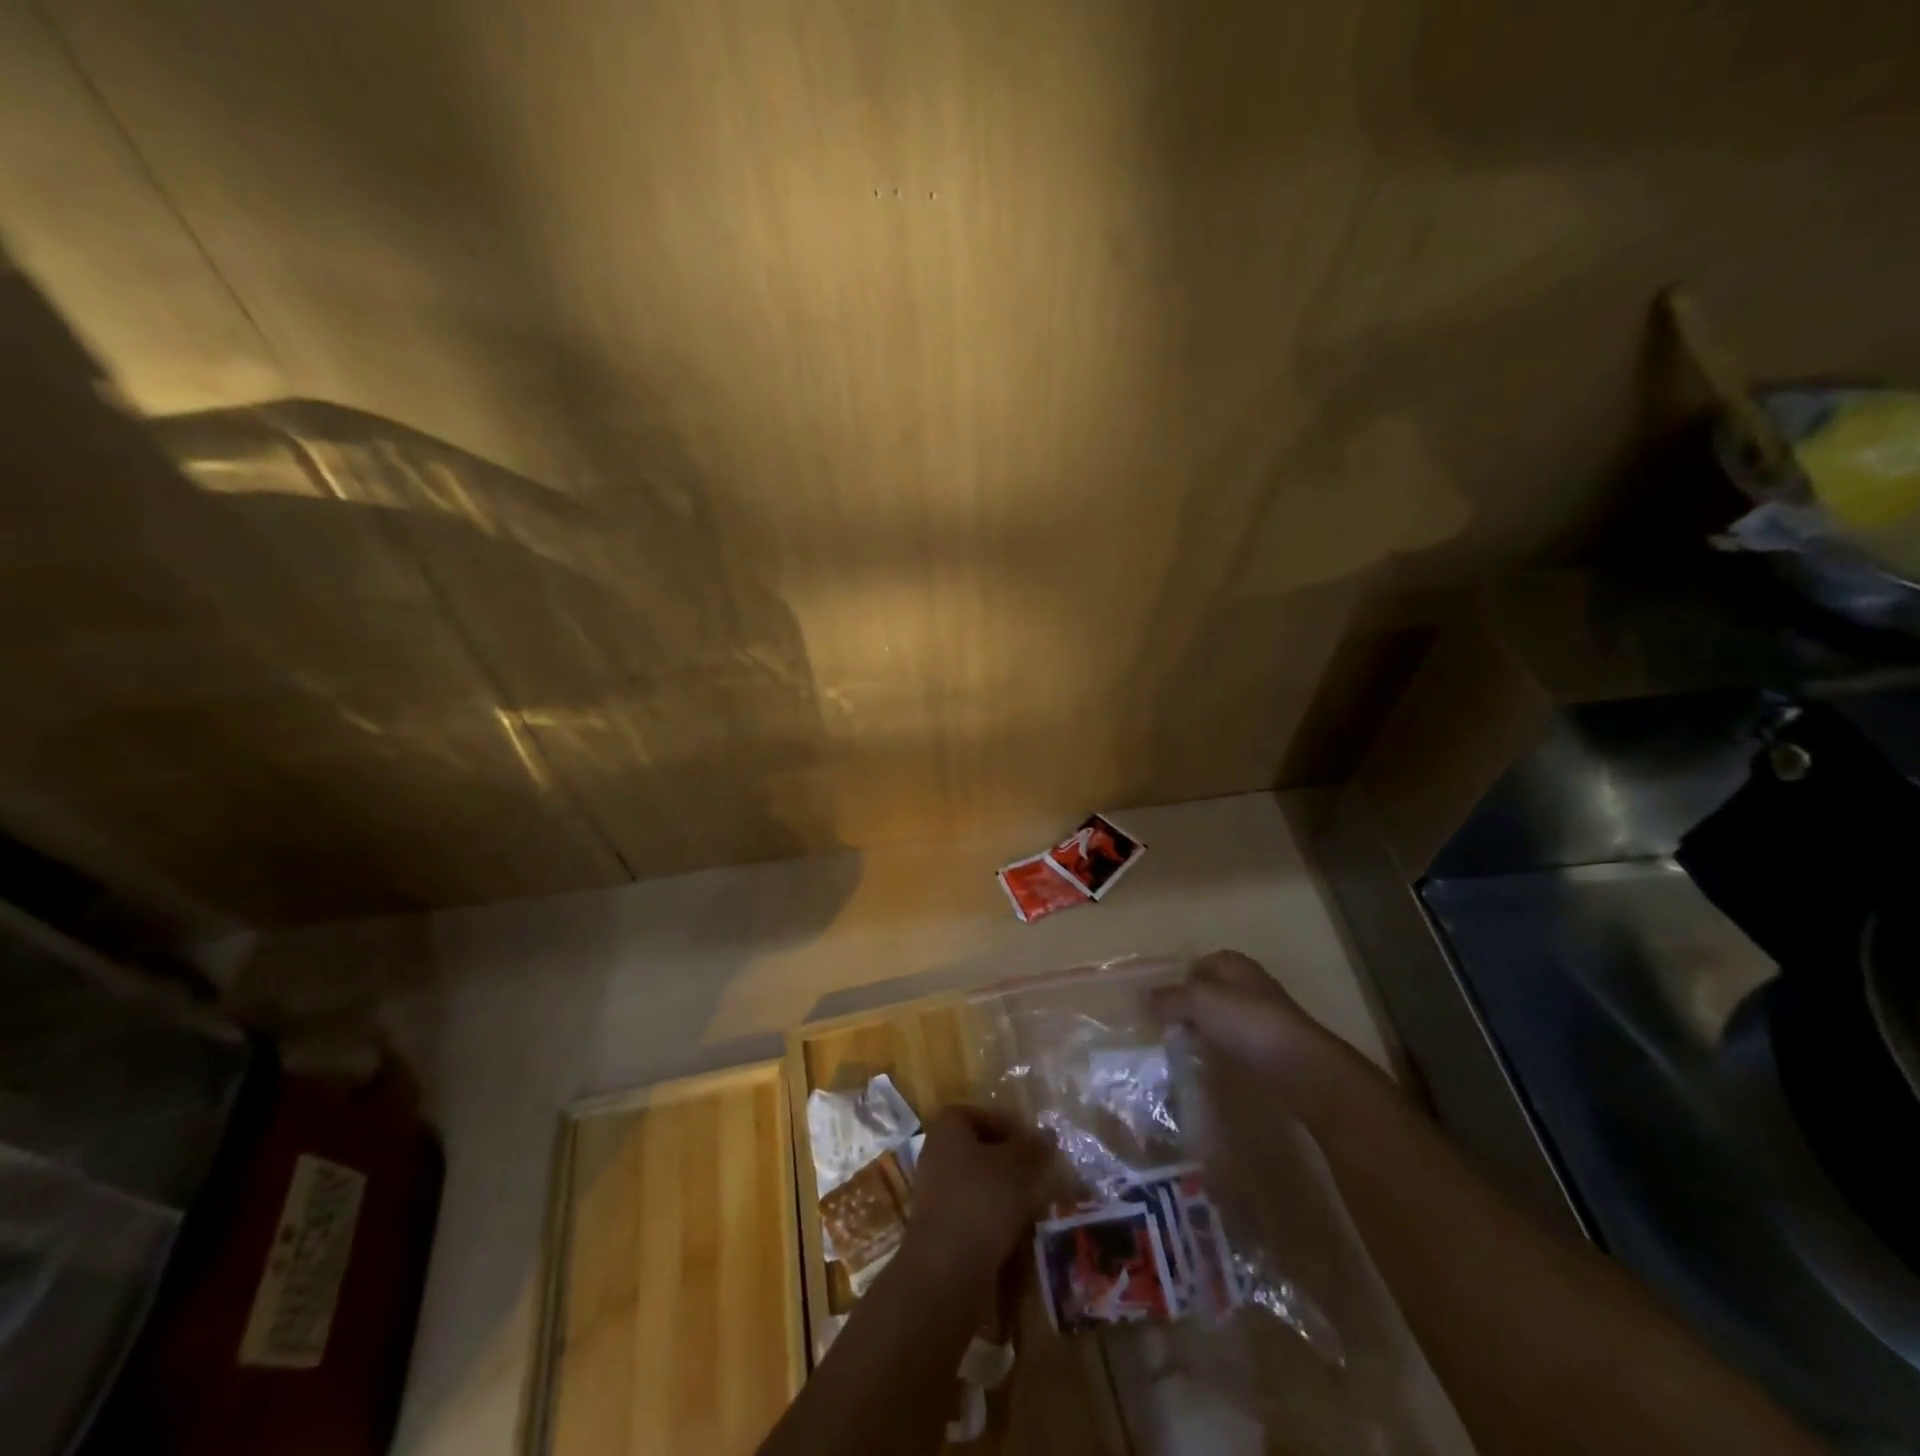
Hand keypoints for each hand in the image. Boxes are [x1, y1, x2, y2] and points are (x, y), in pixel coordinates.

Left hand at [903, 1105, 1053, 1286]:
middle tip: (1043, 1177)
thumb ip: (1035, 1148)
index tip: (1037, 1147)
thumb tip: (1048, 1136)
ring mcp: (937, 1194)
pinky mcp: (943, 1230)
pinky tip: (1020, 1235)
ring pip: (982, 1185)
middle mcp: (938, 1154)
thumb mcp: (1019, 1167)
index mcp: (948, 1128)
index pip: (984, 1115)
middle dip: (1014, 1164)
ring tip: (1037, 1207)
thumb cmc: (981, 1202)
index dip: (1012, 1127)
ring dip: (1009, 1195)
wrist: (944, 1273)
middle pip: (983, 1151)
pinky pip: (976, 1215)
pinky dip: (998, 1222)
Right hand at [1146, 949, 1327, 1066]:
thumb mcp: (1199, 1001)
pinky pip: (1237, 1042)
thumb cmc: (1248, 1023)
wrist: (1303, 1068)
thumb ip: (1169, 998)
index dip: (1176, 980)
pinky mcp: (1272, 1047)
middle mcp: (1250, 984)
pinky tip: (1210, 1063)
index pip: (1197, 964)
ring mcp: (1263, 1016)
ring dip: (1204, 1030)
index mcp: (1234, 964)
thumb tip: (1142, 999)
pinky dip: (1222, 1049)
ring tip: (1181, 1047)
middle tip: (1164, 1027)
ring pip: (1223, 1018)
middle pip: (1209, 991)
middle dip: (1188, 1006)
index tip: (1156, 1003)